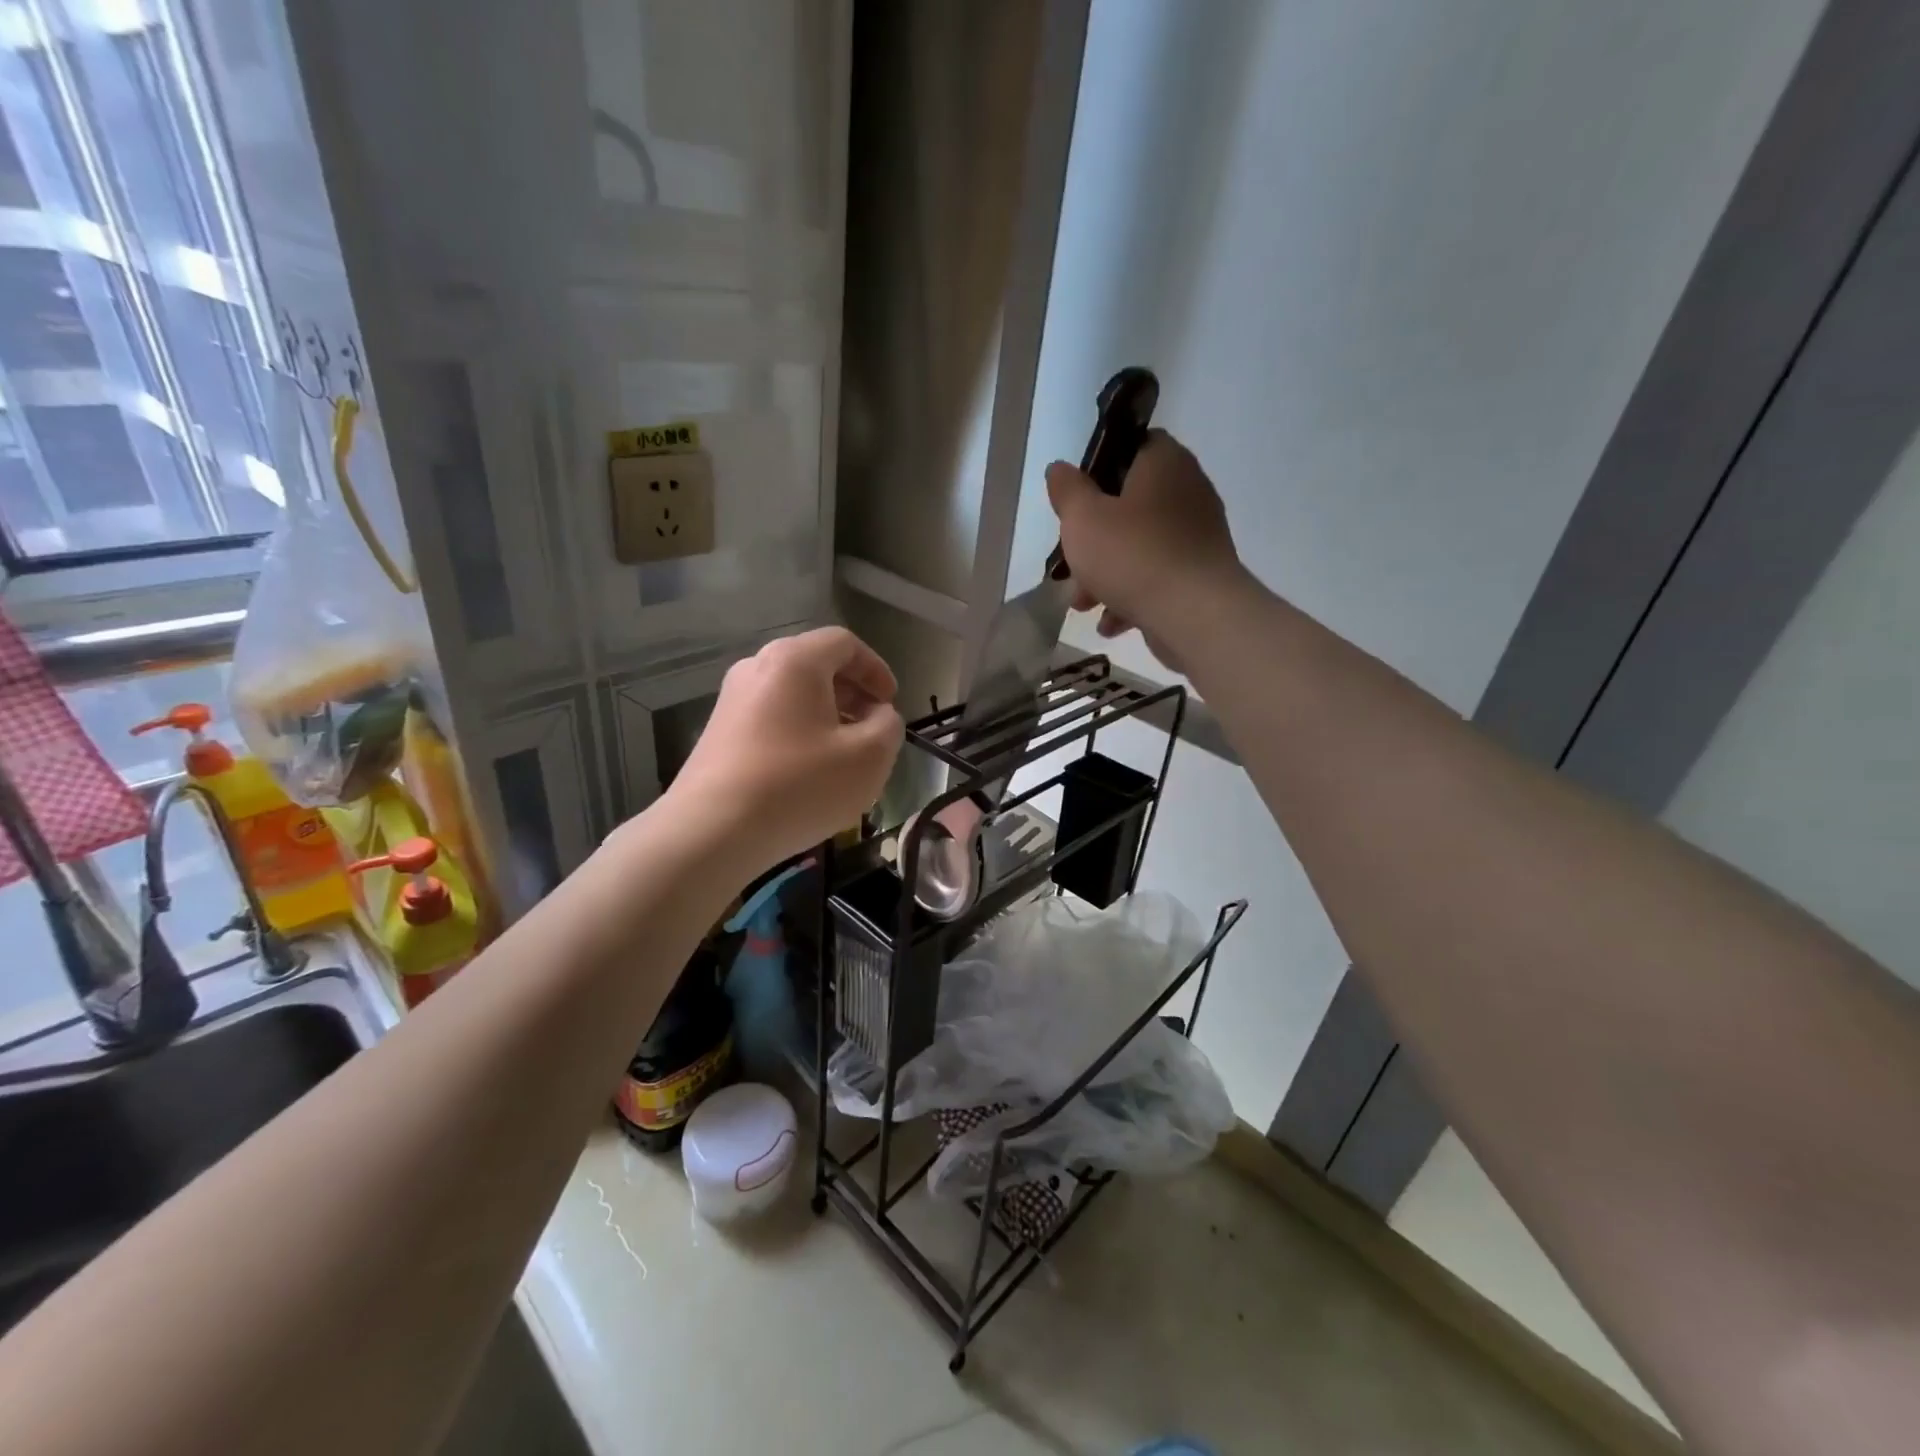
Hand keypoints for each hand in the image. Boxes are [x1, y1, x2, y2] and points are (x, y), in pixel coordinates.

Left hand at [667, 627, 903, 867]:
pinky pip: (771, 718)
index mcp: (795, 660)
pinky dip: (798, 732)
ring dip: (826, 715)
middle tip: (872, 728)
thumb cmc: (800, 785)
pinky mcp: (718, 732)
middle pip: (816, 665)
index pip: (845, 643)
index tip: (891, 704)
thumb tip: (877, 716)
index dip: (876, 669)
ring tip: (844, 755)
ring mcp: (731, 700)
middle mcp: (757, 667)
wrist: (712, 831)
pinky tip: (808, 772)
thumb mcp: (870, 757)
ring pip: (792, 694)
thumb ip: (888, 725)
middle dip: (852, 693)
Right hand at [1046, 430, 1244, 669]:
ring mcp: (1198, 536)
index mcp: (1164, 463)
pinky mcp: (1200, 575)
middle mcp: (1189, 492)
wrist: (1195, 615)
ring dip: (1107, 573)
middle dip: (1095, 536)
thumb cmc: (1133, 555)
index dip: (1101, 466)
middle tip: (1070, 559)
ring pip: (1140, 546)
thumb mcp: (1083, 518)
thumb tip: (1060, 469)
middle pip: (1131, 504)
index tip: (1076, 497)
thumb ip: (1067, 490)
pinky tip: (1110, 623)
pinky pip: (1157, 577)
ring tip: (1083, 604)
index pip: (1134, 445)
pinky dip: (1132, 596)